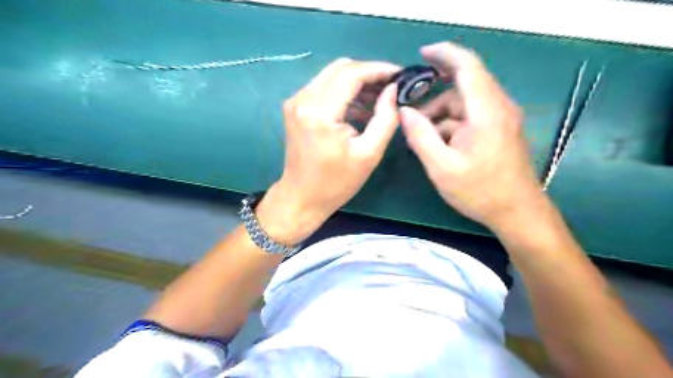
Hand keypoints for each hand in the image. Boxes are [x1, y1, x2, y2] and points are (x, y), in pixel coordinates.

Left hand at [257, 57, 397, 243]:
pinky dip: (344, 92)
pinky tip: (360, 107)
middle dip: (369, 73)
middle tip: (391, 87)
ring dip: (357, 82)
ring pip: (332, 75)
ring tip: (379, 98)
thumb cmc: (336, 183)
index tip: (400, 75)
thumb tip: (392, 91)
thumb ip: (385, 118)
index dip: (379, 69)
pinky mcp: (295, 107)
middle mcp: (303, 99)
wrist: (301, 197)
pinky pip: (324, 87)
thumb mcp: (368, 154)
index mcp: (319, 112)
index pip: (352, 74)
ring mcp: (296, 101)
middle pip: (341, 68)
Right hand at [401, 43, 543, 229]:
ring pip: (465, 104)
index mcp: (486, 111)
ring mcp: (501, 118)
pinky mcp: (501, 129)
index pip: (467, 66)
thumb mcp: (441, 167)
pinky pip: (472, 116)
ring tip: (425, 139)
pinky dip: (453, 124)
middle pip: (462, 87)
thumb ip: (420, 136)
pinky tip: (441, 145)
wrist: (518, 213)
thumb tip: (404, 112)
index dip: (444, 53)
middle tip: (412, 118)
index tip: (421, 53)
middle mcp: (498, 107)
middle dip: (434, 99)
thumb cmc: (480, 191)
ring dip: (442, 115)